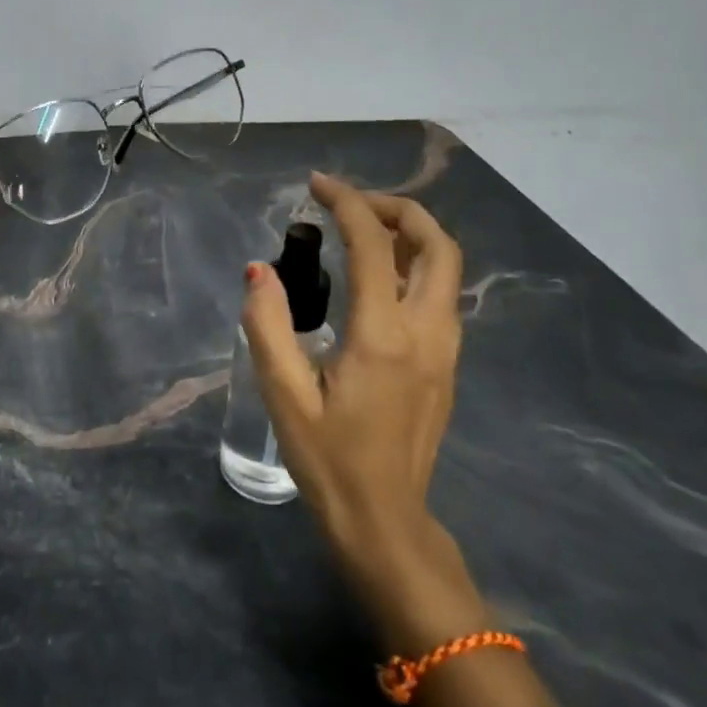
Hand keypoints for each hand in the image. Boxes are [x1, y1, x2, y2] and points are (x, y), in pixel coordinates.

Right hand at [243, 171, 477, 648]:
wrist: (386, 522)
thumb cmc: (328, 460)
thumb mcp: (284, 395)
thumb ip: (267, 327)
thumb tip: (259, 271)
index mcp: (384, 336)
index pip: (373, 245)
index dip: (346, 202)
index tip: (316, 184)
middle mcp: (427, 332)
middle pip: (436, 244)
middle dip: (396, 208)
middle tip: (349, 202)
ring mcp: (446, 350)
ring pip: (447, 268)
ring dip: (410, 234)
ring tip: (361, 229)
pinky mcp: (446, 365)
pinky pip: (440, 294)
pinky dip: (415, 263)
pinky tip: (377, 276)